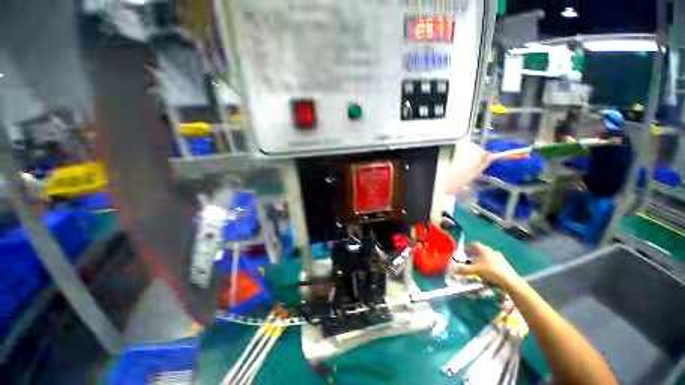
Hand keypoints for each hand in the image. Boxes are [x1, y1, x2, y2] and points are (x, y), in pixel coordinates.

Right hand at [456, 242, 522, 290]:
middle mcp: (490, 250)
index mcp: (483, 249)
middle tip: (469, 259)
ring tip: (478, 266)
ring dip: (481, 259)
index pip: (473, 244)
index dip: (467, 247)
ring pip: (487, 255)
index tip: (463, 252)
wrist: (510, 280)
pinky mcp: (504, 263)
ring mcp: (498, 256)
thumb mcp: (475, 271)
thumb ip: (464, 270)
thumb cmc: (491, 271)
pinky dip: (488, 263)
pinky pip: (493, 260)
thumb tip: (454, 270)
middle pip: (480, 249)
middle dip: (474, 253)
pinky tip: (487, 271)